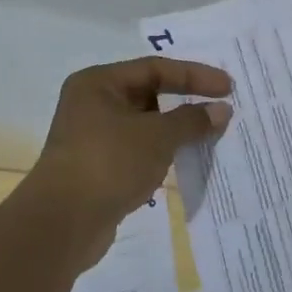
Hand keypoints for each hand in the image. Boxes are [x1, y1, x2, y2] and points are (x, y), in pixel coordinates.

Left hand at [22, 57, 233, 265]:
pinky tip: (183, 161)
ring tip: (209, 136)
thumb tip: (222, 110)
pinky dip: (160, 153)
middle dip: (185, 102)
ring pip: (144, 125)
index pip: (155, 68)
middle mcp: (92, 103)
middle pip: (148, 94)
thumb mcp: (157, 136)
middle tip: (221, 108)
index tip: (228, 87)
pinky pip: (138, 150)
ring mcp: (92, 137)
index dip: (194, 76)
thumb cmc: (109, 163)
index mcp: (98, 83)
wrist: (63, 223)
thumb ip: (191, 120)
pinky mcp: (98, 167)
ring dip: (174, 130)